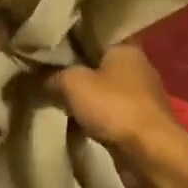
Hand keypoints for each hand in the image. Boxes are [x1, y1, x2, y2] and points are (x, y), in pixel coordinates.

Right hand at [48, 42, 177, 153]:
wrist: (150, 154)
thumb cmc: (114, 107)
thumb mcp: (72, 84)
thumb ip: (52, 75)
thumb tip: (37, 76)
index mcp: (126, 47)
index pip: (94, 34)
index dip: (70, 37)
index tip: (48, 44)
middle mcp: (137, 67)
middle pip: (98, 62)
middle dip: (74, 68)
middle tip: (44, 71)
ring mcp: (141, 96)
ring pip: (103, 88)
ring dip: (84, 95)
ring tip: (54, 95)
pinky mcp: (139, 121)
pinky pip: (109, 111)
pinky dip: (93, 115)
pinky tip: (73, 119)